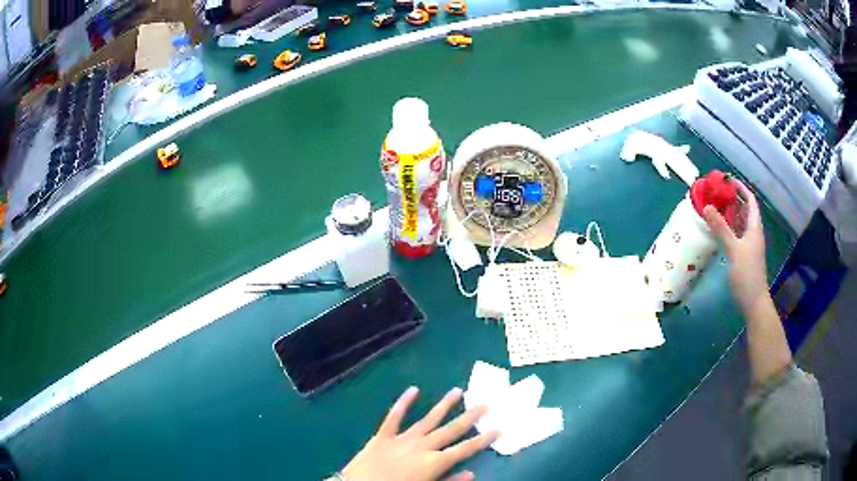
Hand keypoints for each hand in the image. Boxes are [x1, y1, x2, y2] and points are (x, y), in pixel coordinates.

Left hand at [342, 386, 498, 480]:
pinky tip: (413, 389)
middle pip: (450, 430)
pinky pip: (393, 417)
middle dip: (469, 417)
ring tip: (458, 391)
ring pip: (427, 419)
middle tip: (485, 402)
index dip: (483, 439)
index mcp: (434, 463)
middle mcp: (422, 447)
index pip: (465, 449)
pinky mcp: (382, 436)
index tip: (499, 427)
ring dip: (443, 406)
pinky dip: (403, 403)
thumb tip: (471, 474)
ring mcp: (401, 439)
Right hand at [703, 181, 768, 312]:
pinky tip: (718, 230)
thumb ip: (721, 229)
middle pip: (744, 210)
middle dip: (732, 199)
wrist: (753, 302)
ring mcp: (748, 245)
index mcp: (754, 227)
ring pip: (739, 223)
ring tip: (714, 207)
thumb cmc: (747, 274)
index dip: (740, 188)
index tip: (727, 180)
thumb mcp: (734, 250)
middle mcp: (752, 233)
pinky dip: (728, 228)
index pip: (750, 200)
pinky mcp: (743, 255)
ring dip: (729, 214)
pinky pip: (736, 235)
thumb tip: (707, 206)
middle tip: (716, 193)